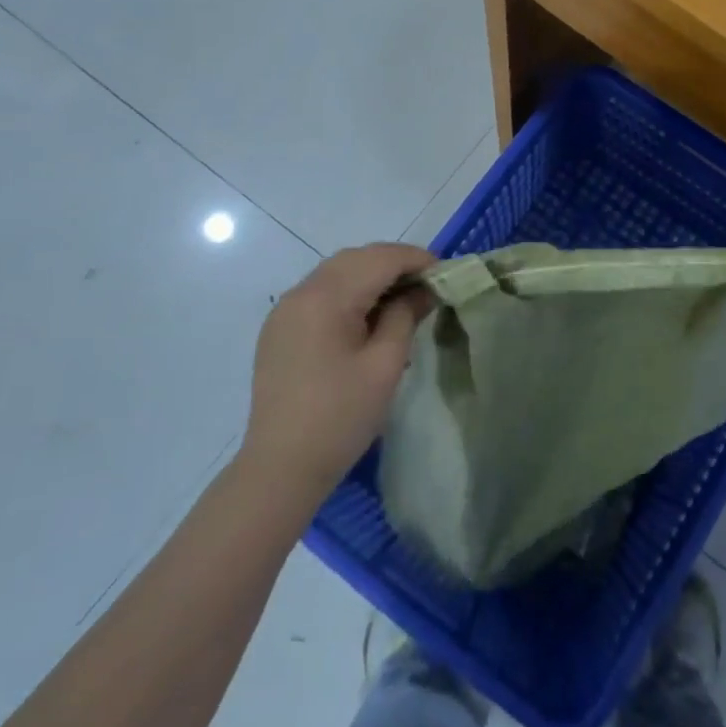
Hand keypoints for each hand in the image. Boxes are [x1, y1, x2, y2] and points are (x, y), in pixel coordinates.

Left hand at [240, 243, 435, 490]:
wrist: (280, 468)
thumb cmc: (341, 417)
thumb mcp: (385, 364)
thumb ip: (406, 316)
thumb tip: (423, 290)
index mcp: (326, 298)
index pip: (379, 258)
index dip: (416, 259)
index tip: (445, 272)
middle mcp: (301, 293)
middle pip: (356, 258)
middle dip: (394, 262)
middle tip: (427, 284)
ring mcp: (285, 310)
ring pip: (337, 271)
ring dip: (372, 274)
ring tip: (403, 297)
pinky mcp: (279, 328)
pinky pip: (320, 292)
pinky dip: (349, 290)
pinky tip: (368, 314)